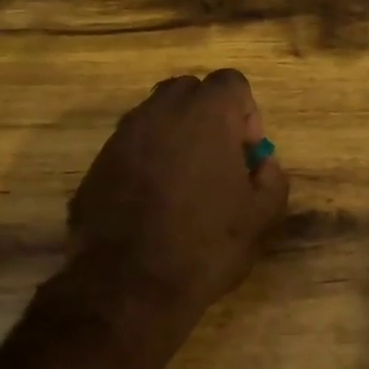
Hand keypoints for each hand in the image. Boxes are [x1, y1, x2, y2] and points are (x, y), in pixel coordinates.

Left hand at [67, 70, 288, 337]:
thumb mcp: (261, 217)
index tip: (246, 152)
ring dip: (174, 137)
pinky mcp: (96, 164)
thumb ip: (272, 179)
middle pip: (189, 91)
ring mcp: (122, 136)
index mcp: (205, 114)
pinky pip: (130, 147)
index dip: (246, 112)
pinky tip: (151, 204)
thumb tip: (262, 164)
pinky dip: (145, 161)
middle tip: (217, 160)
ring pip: (154, 116)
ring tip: (183, 184)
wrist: (127, 286)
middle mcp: (160, 112)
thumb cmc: (204, 245)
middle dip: (207, 116)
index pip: (231, 82)